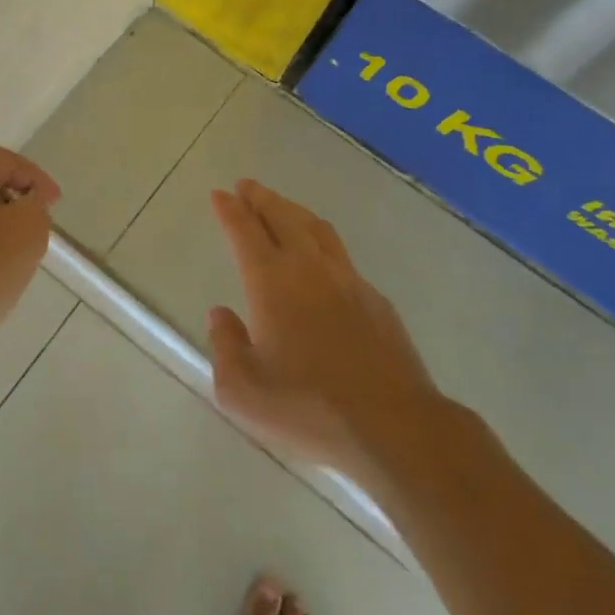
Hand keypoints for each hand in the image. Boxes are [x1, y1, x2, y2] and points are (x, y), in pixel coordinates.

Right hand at [206, 180, 442, 480]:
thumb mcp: (243, 391)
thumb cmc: (308, 409)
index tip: (220, 194)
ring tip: (281, 207)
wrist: (394, 427)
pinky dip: (320, 241)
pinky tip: (320, 257)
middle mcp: (308, 268)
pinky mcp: (376, 300)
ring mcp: (348, 280)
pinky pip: (340, 254)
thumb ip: (225, 346)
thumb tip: (221, 315)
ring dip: (293, 211)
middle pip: (282, 217)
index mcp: (271, 282)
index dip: (230, 210)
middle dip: (261, 198)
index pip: (244, 231)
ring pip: (315, 228)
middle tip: (247, 187)